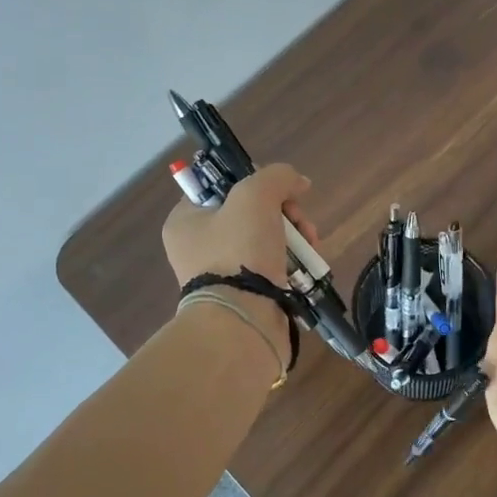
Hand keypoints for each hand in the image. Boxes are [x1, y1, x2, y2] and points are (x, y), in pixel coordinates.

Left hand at [162, 162, 319, 287]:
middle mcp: (198, 247)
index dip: (253, 182)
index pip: (220, 187)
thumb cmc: (239, 251)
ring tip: (310, 247)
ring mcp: (221, 274)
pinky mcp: (245, 295)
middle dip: (284, 213)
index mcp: (185, 221)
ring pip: (266, 240)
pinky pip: (272, 268)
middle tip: (300, 223)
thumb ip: (277, 177)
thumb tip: (298, 181)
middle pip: (250, 213)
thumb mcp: (255, 196)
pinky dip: (292, 263)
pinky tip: (307, 266)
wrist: (244, 320)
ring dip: (294, 238)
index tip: (278, 192)